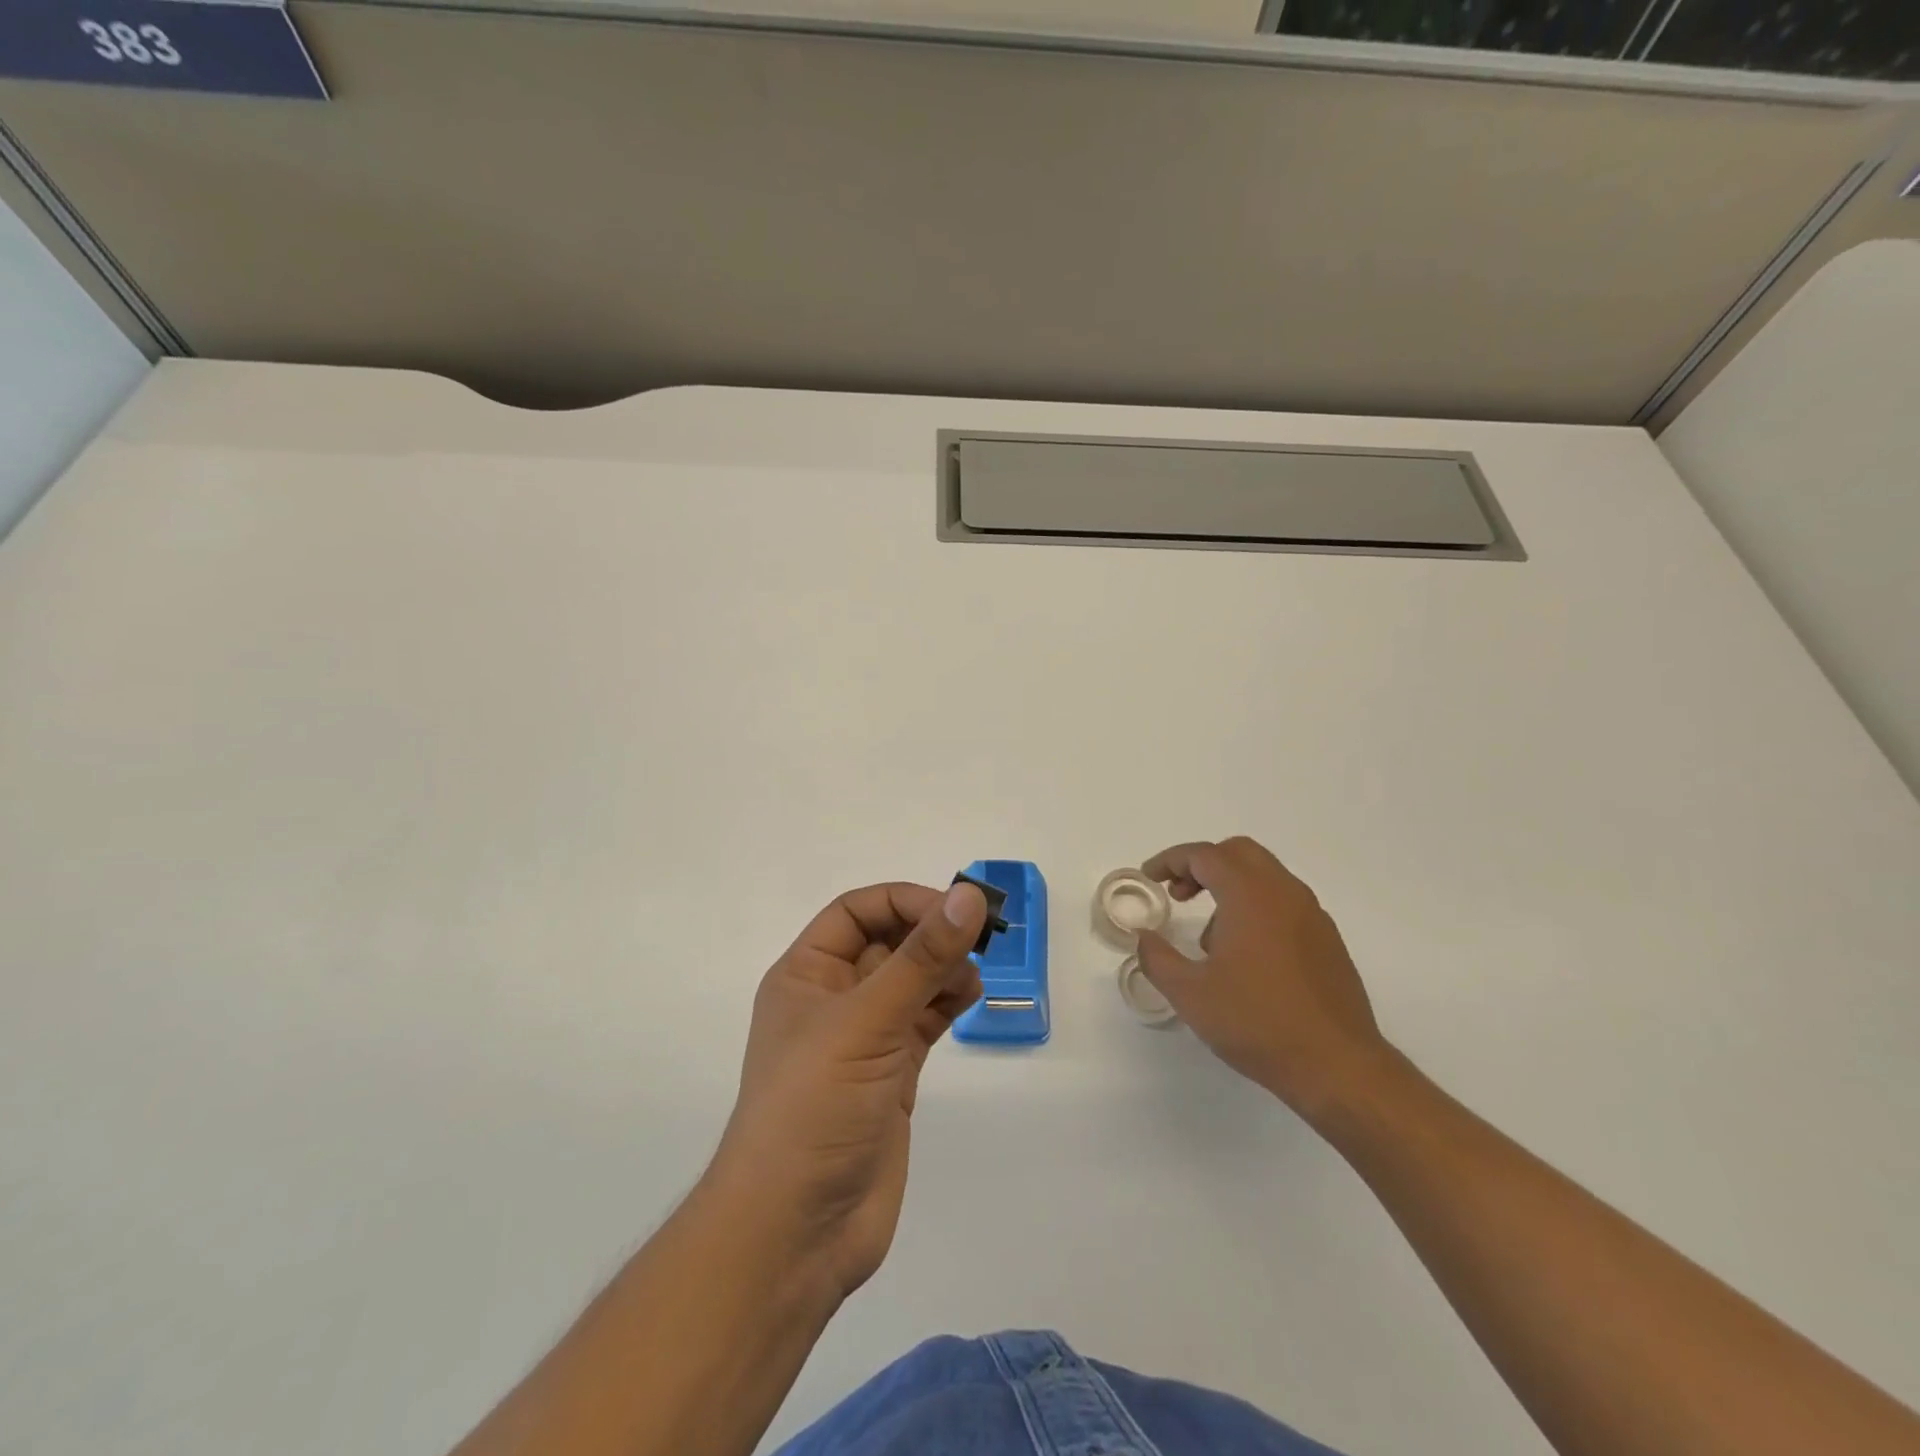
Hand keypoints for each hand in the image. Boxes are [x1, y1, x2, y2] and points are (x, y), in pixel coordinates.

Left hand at [704, 880, 986, 1302]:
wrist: (795, 1234)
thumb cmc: (814, 1108)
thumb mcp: (866, 1022)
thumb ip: (921, 958)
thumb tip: (968, 895)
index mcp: (806, 974)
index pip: (857, 912)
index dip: (904, 901)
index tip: (954, 910)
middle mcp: (833, 999)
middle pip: (887, 941)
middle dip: (930, 933)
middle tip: (979, 937)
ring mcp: (864, 1039)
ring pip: (910, 981)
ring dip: (943, 967)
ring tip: (972, 976)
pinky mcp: (891, 1074)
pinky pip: (923, 1019)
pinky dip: (947, 1002)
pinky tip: (969, 998)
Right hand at [1136, 836, 1387, 1115]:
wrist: (1337, 1066)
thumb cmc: (1257, 1023)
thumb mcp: (1190, 994)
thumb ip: (1157, 958)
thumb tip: (1144, 937)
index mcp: (1250, 895)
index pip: (1204, 855)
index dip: (1170, 860)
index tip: (1149, 878)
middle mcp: (1284, 893)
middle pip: (1238, 852)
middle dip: (1202, 865)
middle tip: (1177, 894)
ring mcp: (1312, 915)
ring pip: (1264, 875)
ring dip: (1229, 886)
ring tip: (1208, 937)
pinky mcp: (1327, 940)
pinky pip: (1284, 902)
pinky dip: (1255, 906)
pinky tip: (1244, 956)